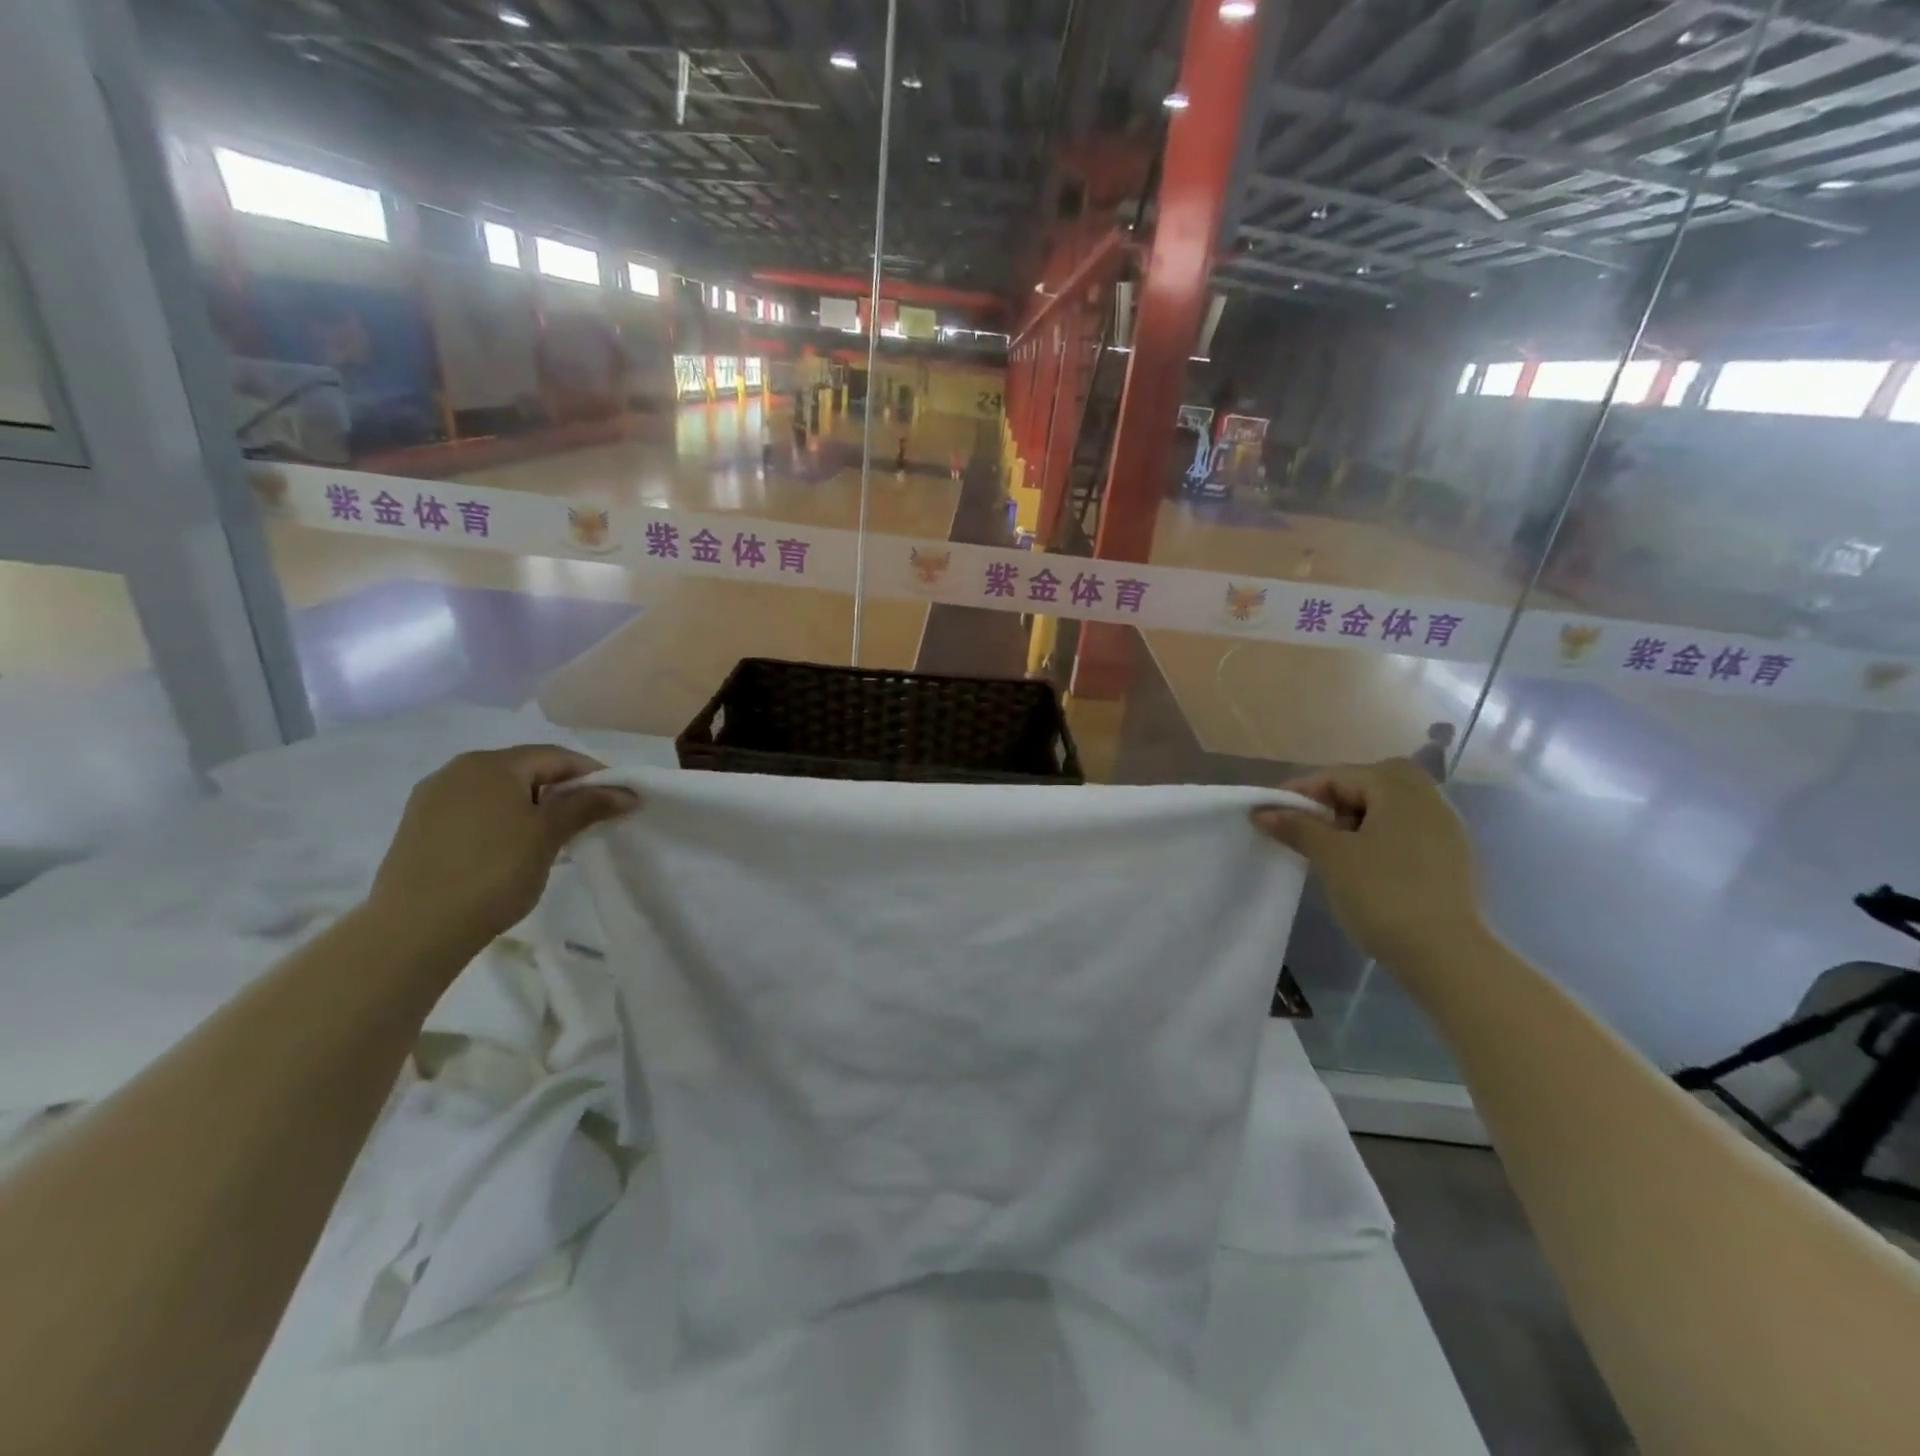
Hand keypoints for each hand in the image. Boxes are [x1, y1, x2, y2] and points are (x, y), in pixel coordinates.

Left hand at [367, 746, 637, 954]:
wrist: (414, 930)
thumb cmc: (492, 873)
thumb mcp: (548, 836)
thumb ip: (588, 805)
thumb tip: (627, 791)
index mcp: (490, 764)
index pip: (556, 756)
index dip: (593, 774)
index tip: (617, 800)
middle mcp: (457, 770)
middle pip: (526, 770)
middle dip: (562, 790)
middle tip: (590, 819)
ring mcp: (433, 798)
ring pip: (499, 792)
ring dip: (533, 806)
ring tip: (554, 837)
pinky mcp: (419, 827)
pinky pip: (475, 811)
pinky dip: (503, 821)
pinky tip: (513, 849)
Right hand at [1253, 759, 1484, 970]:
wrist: (1446, 955)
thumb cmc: (1382, 894)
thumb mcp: (1331, 857)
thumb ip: (1297, 827)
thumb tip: (1263, 811)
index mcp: (1400, 790)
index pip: (1340, 775)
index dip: (1301, 791)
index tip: (1273, 814)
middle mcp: (1429, 799)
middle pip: (1373, 782)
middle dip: (1337, 798)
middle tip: (1312, 825)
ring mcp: (1446, 830)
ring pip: (1391, 807)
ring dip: (1358, 818)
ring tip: (1333, 848)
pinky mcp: (1452, 859)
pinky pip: (1407, 831)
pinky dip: (1380, 837)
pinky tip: (1364, 867)